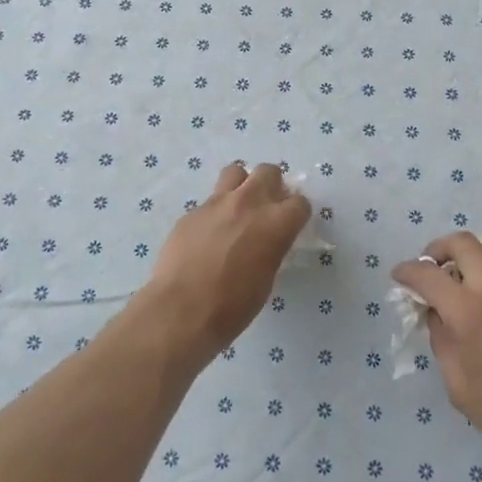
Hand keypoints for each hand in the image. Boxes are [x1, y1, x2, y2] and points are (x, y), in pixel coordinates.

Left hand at [144, 163, 309, 364]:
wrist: (182, 310)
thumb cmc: (233, 305)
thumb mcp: (267, 277)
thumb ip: (272, 247)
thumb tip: (268, 240)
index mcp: (276, 222)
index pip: (300, 202)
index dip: (296, 214)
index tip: (290, 225)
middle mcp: (250, 202)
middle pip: (269, 171)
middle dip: (272, 185)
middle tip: (266, 208)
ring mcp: (217, 202)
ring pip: (236, 171)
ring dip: (242, 185)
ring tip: (237, 209)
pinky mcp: (192, 211)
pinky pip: (209, 201)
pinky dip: (215, 212)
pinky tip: (207, 235)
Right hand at [394, 233, 481, 476]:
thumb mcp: (460, 387)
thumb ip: (442, 342)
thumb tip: (437, 315)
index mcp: (469, 312)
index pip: (428, 274)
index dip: (407, 272)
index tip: (399, 276)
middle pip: (463, 242)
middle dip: (439, 249)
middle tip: (431, 270)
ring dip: (467, 257)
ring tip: (459, 284)